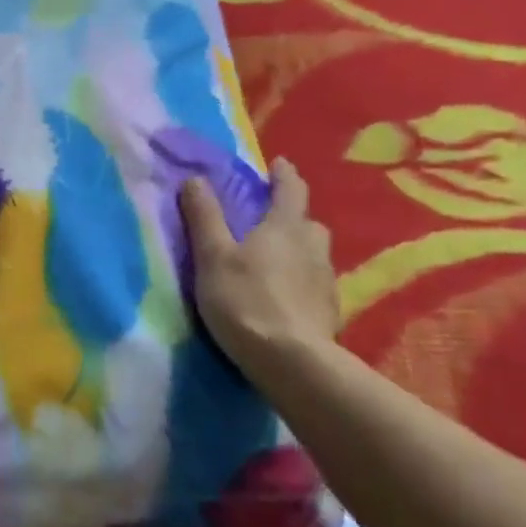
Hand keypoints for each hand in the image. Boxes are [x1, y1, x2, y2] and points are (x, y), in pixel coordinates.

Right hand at [180, 158, 339, 367]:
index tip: (280, 164)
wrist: (292, 362)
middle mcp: (313, 247)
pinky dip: (302, 281)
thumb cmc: (245, 300)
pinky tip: (286, 296)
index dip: (284, 175)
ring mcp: (326, 281)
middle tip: (271, 220)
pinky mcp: (330, 311)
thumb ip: (204, 217)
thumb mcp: (213, 257)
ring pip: (314, 253)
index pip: (290, 190)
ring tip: (277, 261)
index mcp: (284, 227)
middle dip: (292, 216)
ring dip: (299, 250)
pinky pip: (315, 284)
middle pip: (307, 222)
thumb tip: (195, 178)